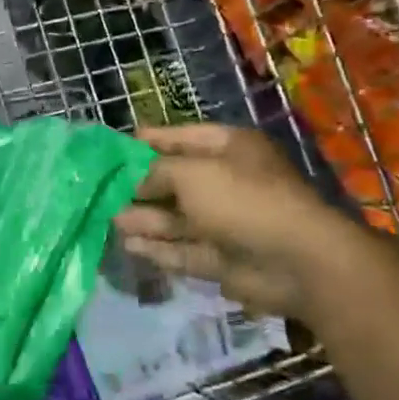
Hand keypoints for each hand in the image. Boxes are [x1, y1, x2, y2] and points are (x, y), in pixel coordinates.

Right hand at [114, 124, 355, 316]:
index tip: (113, 149)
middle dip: (139, 186)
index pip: (181, 138)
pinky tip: (129, 245)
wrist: (296, 261)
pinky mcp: (220, 258)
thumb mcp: (192, 173)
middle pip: (174, 180)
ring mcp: (224, 222)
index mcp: (229, 149)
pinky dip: (157, 248)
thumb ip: (155, 172)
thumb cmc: (243, 200)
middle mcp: (226, 182)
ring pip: (175, 218)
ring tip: (108, 219)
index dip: (148, 141)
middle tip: (102, 190)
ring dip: (144, 219)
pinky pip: (182, 249)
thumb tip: (133, 184)